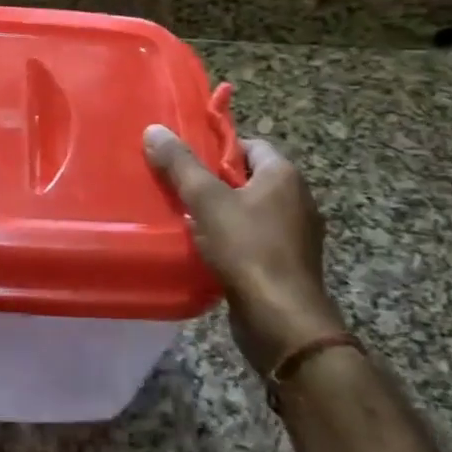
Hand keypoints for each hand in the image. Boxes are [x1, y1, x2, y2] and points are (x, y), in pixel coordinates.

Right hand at [144, 125, 345, 373]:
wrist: (282, 321)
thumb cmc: (248, 250)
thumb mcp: (206, 201)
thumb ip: (181, 165)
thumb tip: (154, 129)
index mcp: (283, 176)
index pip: (249, 145)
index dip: (216, 148)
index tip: (185, 159)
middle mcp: (297, 199)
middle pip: (247, 178)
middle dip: (213, 182)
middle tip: (177, 186)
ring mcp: (296, 234)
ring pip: (250, 210)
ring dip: (220, 213)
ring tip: (183, 217)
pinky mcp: (288, 263)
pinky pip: (254, 239)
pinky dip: (231, 239)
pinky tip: (204, 249)